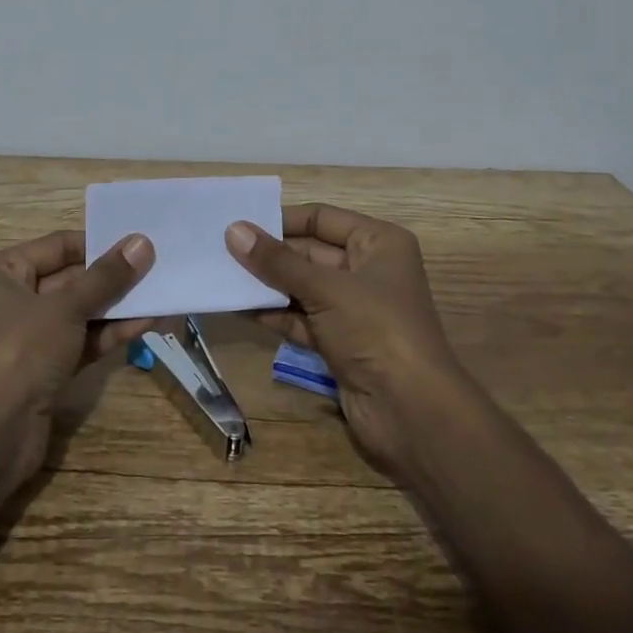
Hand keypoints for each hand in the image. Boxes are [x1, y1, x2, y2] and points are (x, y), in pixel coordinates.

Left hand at [0, 229, 156, 489]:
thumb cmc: (19, 352)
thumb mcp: (66, 308)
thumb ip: (106, 277)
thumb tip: (142, 242)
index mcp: (2, 272)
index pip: (58, 246)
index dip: (98, 244)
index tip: (139, 244)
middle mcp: (12, 299)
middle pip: (71, 279)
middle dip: (113, 278)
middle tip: (158, 268)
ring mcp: (29, 337)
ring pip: (80, 312)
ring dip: (117, 307)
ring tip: (161, 295)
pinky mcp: (45, 369)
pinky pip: (82, 341)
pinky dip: (109, 334)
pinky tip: (146, 323)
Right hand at [226, 203, 467, 476]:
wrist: (412, 413)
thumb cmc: (376, 330)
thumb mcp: (325, 289)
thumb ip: (277, 261)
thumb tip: (233, 230)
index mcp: (378, 243)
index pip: (322, 218)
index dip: (282, 219)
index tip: (239, 223)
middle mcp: (367, 271)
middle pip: (309, 253)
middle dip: (269, 254)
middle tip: (221, 250)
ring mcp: (353, 309)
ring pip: (302, 287)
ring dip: (266, 285)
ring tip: (222, 276)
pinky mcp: (340, 342)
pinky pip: (301, 319)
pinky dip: (274, 314)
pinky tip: (239, 308)